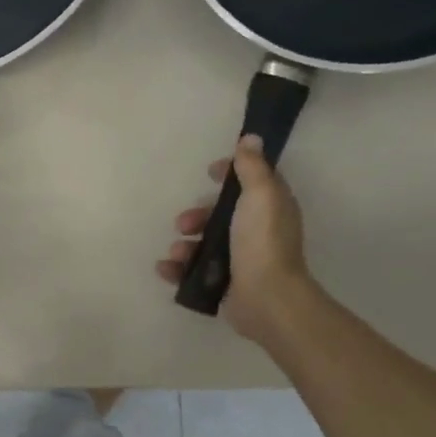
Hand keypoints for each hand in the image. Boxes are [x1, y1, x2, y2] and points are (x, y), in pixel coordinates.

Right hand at [158, 135, 311, 340]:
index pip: (250, 182)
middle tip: (183, 223)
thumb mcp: (260, 195)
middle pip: (219, 215)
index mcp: (269, 208)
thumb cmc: (262, 242)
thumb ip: (253, 167)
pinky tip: (166, 269)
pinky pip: (193, 272)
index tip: (210, 172)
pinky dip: (177, 269)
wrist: (265, 297)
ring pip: (203, 244)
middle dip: (196, 216)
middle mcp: (256, 232)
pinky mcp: (223, 284)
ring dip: (184, 245)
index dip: (230, 175)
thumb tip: (251, 138)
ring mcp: (239, 260)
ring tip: (177, 253)